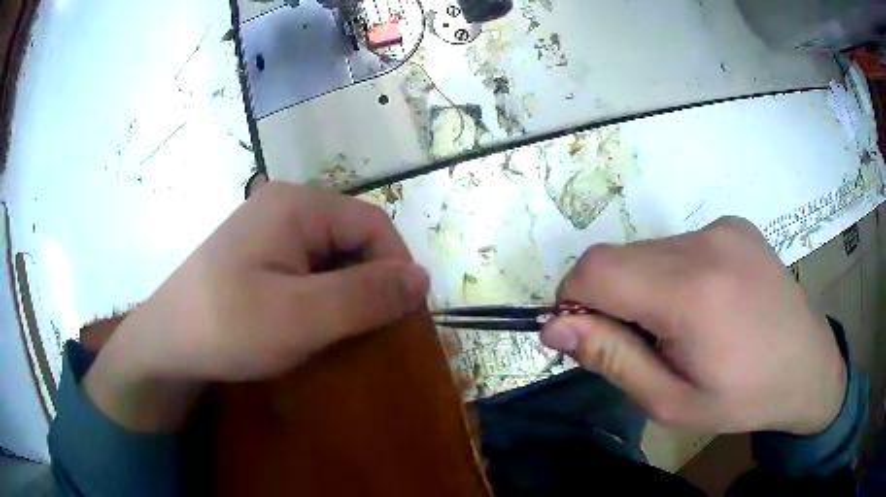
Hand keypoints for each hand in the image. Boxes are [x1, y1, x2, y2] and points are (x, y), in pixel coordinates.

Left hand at [84, 183, 429, 430]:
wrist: (166, 344)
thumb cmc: (228, 327)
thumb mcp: (301, 316)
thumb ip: (366, 295)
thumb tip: (422, 277)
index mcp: (296, 205)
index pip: (372, 225)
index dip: (396, 267)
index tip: (400, 316)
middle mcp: (283, 205)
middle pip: (351, 236)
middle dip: (370, 281)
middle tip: (368, 330)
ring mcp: (267, 229)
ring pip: (330, 254)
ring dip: (346, 291)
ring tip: (342, 330)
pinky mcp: (257, 254)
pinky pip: (306, 266)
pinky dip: (321, 293)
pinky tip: (312, 321)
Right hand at [540, 217, 846, 435]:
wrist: (807, 366)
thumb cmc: (743, 398)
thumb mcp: (671, 400)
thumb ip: (612, 359)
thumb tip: (555, 329)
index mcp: (692, 292)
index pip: (596, 270)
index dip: (573, 301)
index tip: (586, 337)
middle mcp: (706, 243)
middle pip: (620, 258)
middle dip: (611, 300)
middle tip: (642, 344)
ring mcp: (723, 227)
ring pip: (648, 251)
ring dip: (643, 287)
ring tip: (679, 327)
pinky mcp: (734, 224)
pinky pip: (679, 245)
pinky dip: (671, 274)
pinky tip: (704, 303)